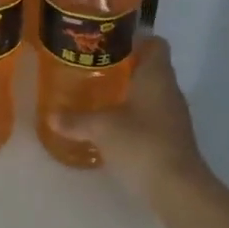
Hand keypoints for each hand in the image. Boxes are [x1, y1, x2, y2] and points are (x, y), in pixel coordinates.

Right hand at [47, 36, 209, 196]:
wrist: (178, 189)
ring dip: (129, 91)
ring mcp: (173, 115)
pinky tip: (112, 124)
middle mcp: (169, 89)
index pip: (155, 43)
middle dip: (125, 65)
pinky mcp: (171, 137)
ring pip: (151, 92)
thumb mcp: (102, 128)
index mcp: (157, 75)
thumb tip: (50, 116)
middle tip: (94, 66)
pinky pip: (151, 115)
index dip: (135, 38)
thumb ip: (76, 120)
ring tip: (98, 93)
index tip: (109, 41)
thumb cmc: (142, 143)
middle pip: (151, 66)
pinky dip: (134, 115)